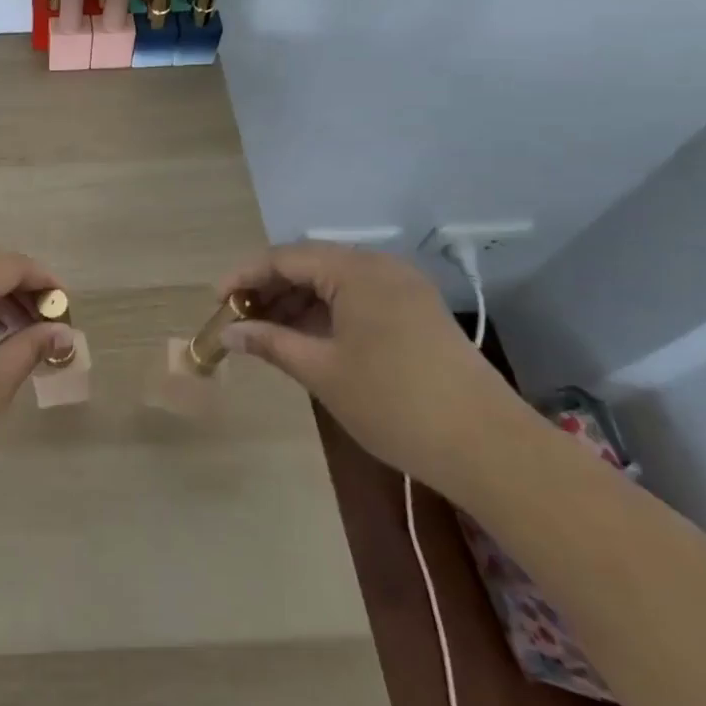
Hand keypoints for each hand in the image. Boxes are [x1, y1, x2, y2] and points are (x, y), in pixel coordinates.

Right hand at [218, 242, 534, 494]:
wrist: (489, 448)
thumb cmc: (394, 402)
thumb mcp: (321, 371)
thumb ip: (270, 342)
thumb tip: (229, 332)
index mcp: (357, 270)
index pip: (284, 257)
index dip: (244, 276)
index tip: (216, 302)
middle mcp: (381, 268)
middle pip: (310, 265)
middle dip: (270, 290)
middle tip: (239, 320)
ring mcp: (404, 289)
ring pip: (333, 283)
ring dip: (296, 303)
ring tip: (267, 333)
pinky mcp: (417, 313)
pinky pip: (357, 299)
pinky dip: (326, 314)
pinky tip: (306, 339)